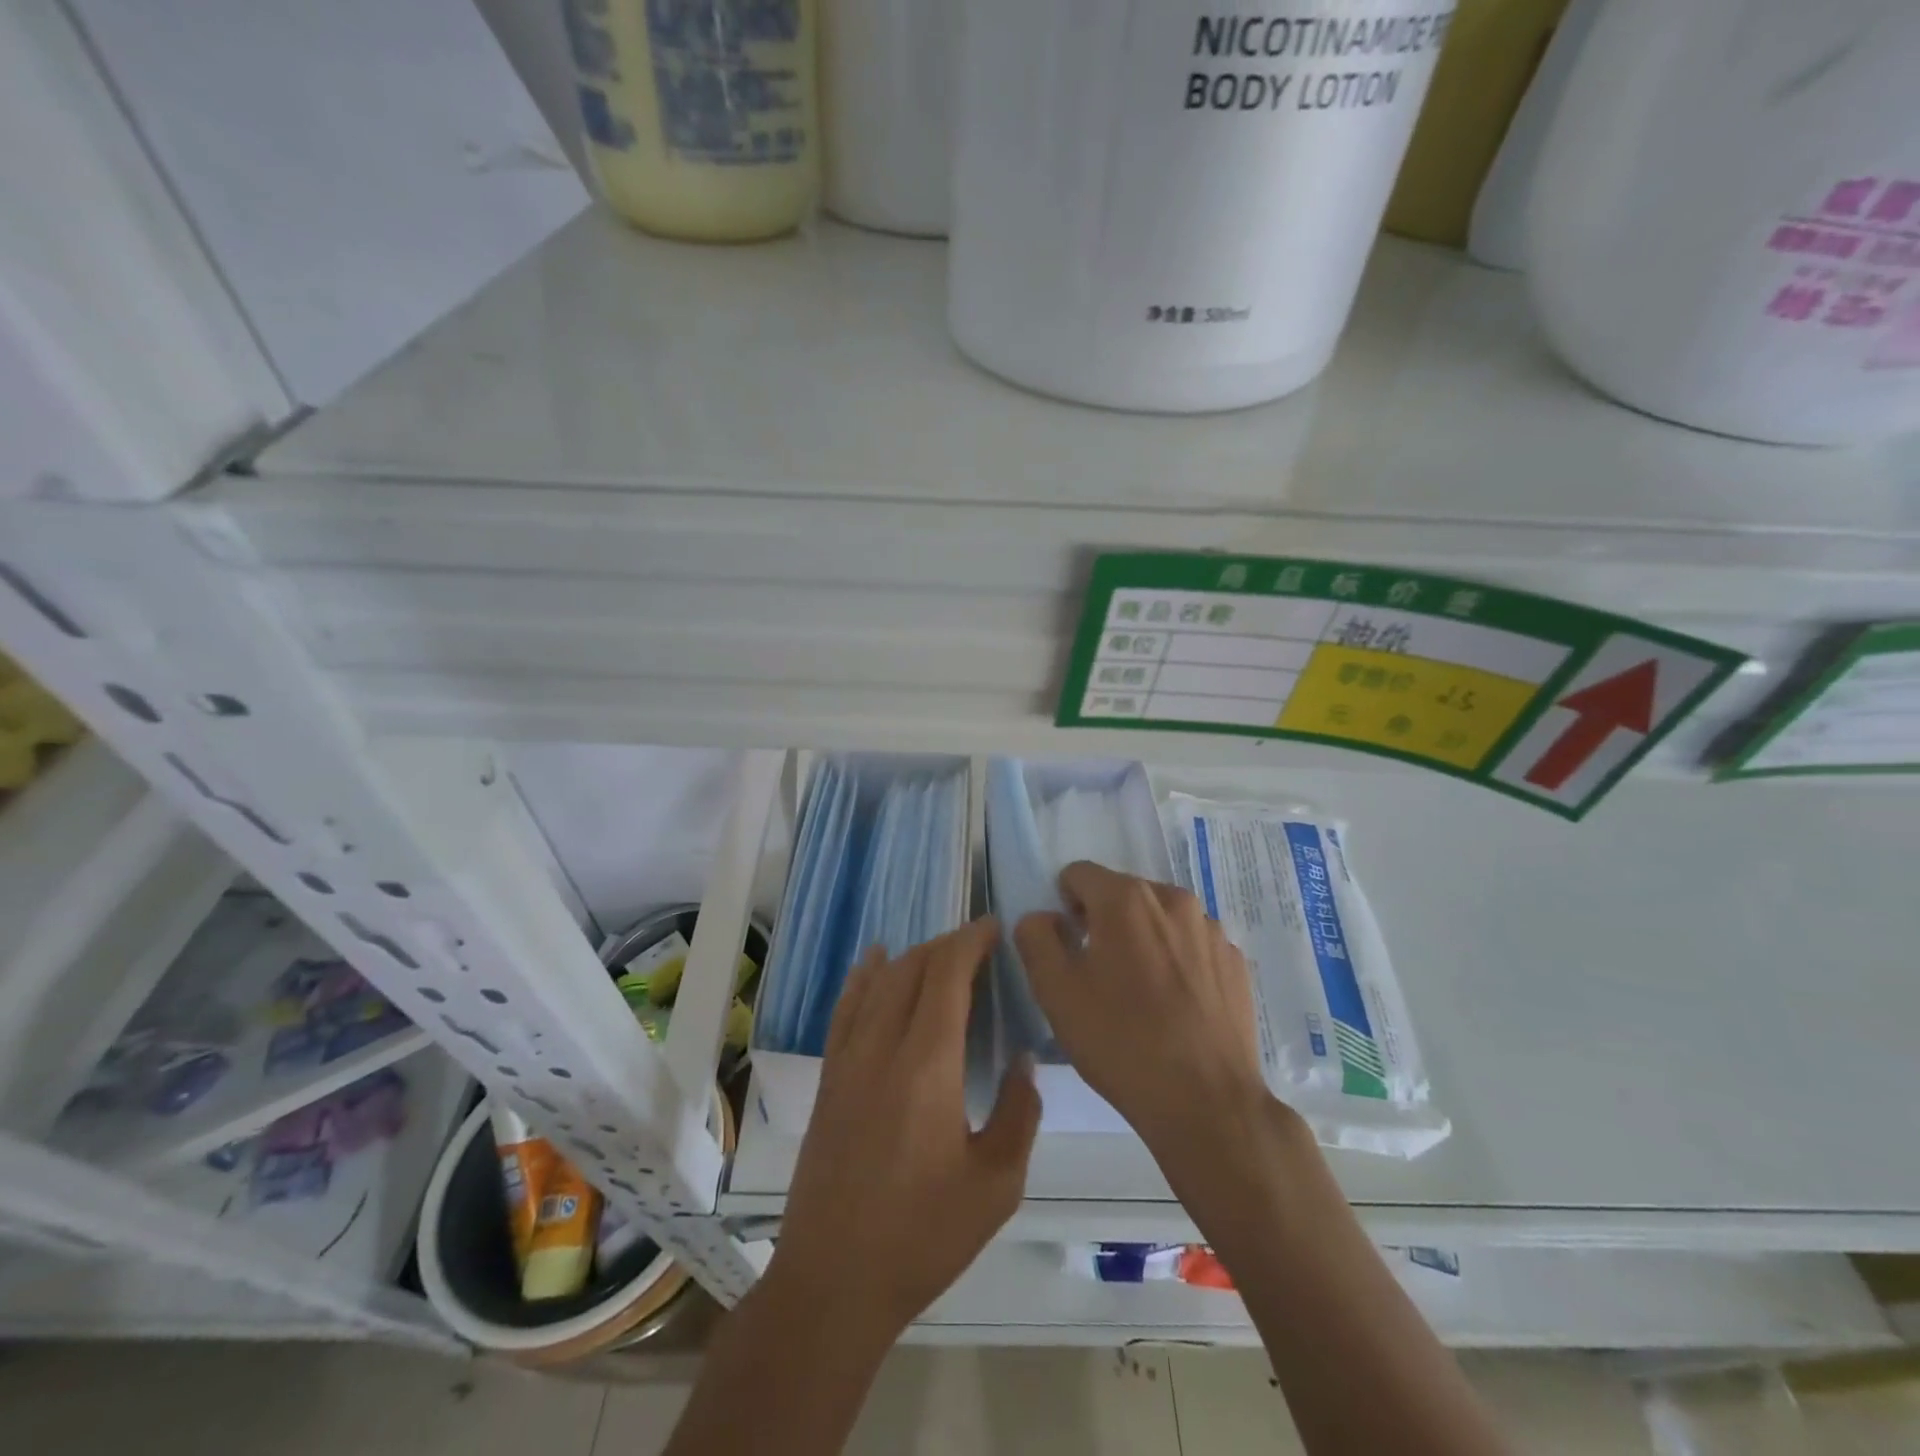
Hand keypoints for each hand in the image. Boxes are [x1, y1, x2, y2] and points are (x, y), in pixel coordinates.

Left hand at [768, 918, 1040, 1345]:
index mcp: (927, 1064)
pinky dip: (865, 976)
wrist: (833, 1281)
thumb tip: (1023, 1061)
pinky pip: (846, 1007)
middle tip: (979, 946)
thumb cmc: (923, 1236)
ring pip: (880, 981)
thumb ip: (1018, 1113)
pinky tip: (874, 961)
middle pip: (913, 968)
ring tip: (941, 954)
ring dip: (913, 957)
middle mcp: (882, 1046)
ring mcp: (848, 1059)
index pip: (947, 974)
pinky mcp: (829, 1078)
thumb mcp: (996, 1184)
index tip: (994, 927)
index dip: (971, 941)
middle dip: (948, 945)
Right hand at [1015, 862, 1269, 1163]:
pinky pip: (1193, 946)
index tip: (1067, 948)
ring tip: (1141, 996)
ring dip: (1143, 940)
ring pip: (1160, 919)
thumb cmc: (1120, 1041)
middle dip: (1104, 923)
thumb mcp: (1055, 991)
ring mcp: (1212, 930)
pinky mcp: (1236, 962)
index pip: (1078, 874)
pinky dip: (1177, 962)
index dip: (1064, 906)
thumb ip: (1036, 937)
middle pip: (1122, 894)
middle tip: (1099, 977)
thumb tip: (1043, 917)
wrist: (1207, 1103)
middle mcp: (1173, 899)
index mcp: (1125, 898)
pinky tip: (1176, 1008)